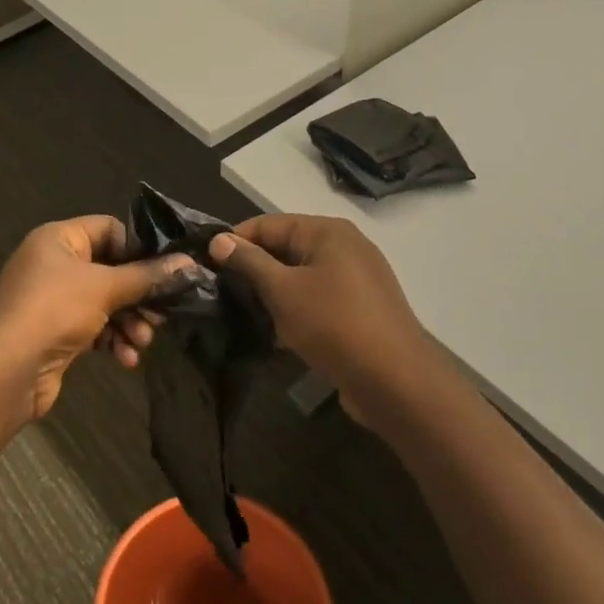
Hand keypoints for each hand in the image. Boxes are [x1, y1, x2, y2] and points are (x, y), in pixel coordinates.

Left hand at [0, 216, 201, 422]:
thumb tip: (189, 263)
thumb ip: (147, 276)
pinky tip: (127, 359)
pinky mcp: (57, 333)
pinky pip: (94, 328)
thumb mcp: (104, 287)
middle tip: (163, 313)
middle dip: (139, 294)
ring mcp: (54, 300)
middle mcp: (55, 264)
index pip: (109, 229)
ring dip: (130, 321)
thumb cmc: (53, 311)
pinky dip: (113, 340)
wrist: (3, 373)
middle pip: (111, 269)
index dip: (139, 247)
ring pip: (106, 302)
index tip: (166, 270)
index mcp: (59, 239)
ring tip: (144, 341)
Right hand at [207, 215, 428, 425]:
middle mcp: (346, 245)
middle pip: (287, 247)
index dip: (236, 240)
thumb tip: (220, 240)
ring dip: (276, 292)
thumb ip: (249, 262)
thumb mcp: (282, 290)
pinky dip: (299, 308)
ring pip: (303, 275)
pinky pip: (320, 298)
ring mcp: (358, 278)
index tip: (207, 262)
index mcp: (327, 231)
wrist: (395, 380)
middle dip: (256, 268)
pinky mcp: (363, 308)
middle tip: (223, 291)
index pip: (269, 223)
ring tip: (248, 313)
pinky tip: (281, 333)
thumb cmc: (333, 324)